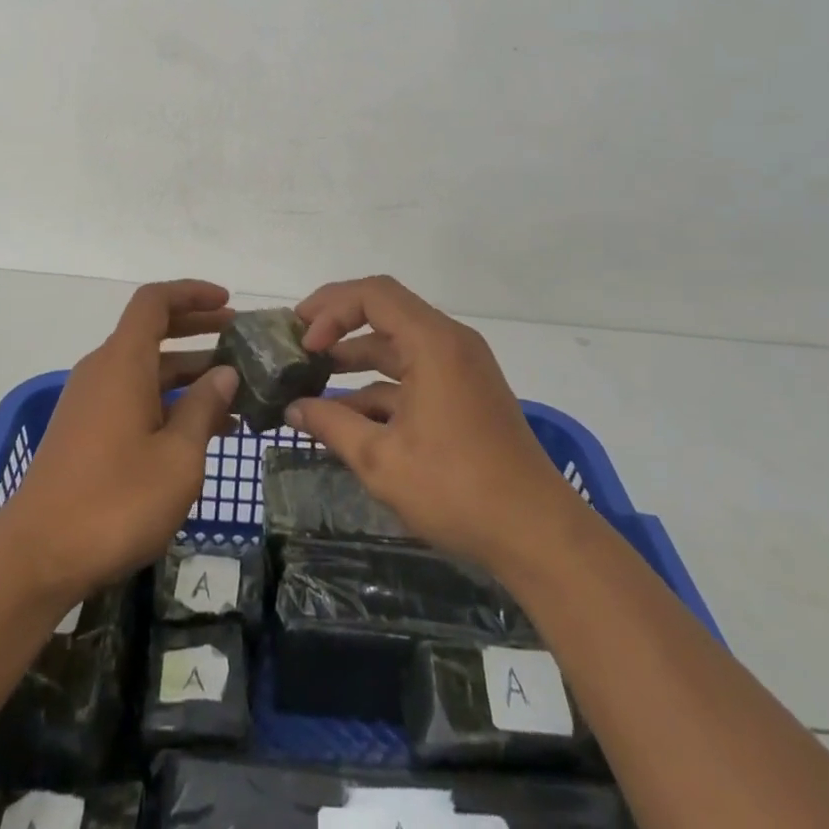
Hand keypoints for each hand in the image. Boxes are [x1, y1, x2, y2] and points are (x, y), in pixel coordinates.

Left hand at [0, 280, 239, 601]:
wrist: (36, 558)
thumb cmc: (115, 501)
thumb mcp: (177, 458)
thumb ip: (203, 408)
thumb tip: (224, 373)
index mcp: (123, 362)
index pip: (155, 302)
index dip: (192, 293)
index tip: (228, 301)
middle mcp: (103, 371)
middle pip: (152, 331)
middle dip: (196, 328)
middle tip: (239, 338)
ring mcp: (91, 402)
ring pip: (146, 369)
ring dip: (187, 372)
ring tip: (234, 392)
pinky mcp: (85, 432)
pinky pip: (133, 397)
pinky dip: (167, 400)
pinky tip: (200, 432)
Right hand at [286, 276, 574, 575]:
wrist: (536, 533)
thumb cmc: (456, 488)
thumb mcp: (381, 460)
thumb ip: (331, 426)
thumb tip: (292, 409)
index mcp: (433, 342)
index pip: (373, 294)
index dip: (331, 308)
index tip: (304, 343)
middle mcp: (450, 342)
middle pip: (385, 310)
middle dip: (339, 322)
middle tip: (300, 342)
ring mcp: (461, 367)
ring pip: (399, 343)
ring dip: (358, 356)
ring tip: (315, 376)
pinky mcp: (466, 392)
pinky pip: (416, 370)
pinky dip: (382, 383)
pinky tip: (351, 413)